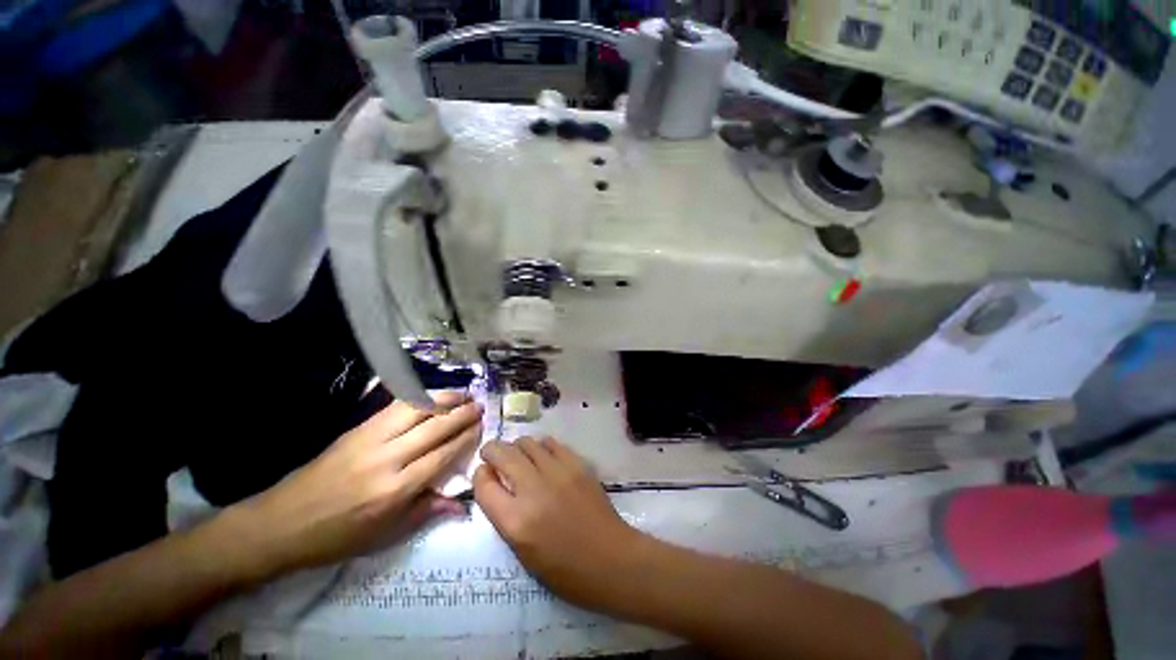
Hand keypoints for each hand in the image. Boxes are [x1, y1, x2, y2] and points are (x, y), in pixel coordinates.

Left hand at [229, 392, 481, 578]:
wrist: (281, 524)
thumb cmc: (336, 537)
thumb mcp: (384, 536)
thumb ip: (426, 512)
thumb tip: (462, 505)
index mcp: (395, 490)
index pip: (442, 455)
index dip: (465, 438)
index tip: (481, 427)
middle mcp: (386, 459)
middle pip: (434, 427)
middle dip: (461, 414)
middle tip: (480, 405)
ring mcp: (369, 440)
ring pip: (415, 409)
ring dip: (443, 398)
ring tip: (462, 394)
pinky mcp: (356, 430)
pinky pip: (394, 407)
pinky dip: (418, 398)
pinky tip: (430, 396)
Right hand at [473, 437, 644, 609]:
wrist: (610, 558)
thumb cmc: (564, 569)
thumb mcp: (522, 552)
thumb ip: (505, 516)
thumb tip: (496, 484)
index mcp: (515, 521)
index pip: (484, 485)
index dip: (479, 475)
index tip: (483, 473)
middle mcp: (533, 490)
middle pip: (503, 455)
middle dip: (492, 450)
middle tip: (492, 454)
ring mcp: (558, 472)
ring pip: (527, 443)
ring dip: (516, 447)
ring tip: (518, 455)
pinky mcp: (577, 464)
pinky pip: (551, 443)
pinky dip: (541, 446)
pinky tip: (542, 455)